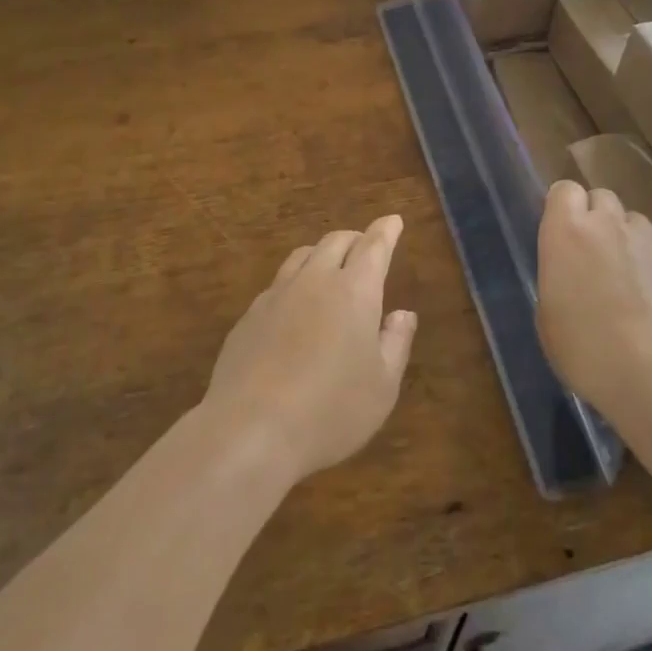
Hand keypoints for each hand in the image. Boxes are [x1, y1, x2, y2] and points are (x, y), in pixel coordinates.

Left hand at [202, 215, 417, 485]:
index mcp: (354, 291)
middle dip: (354, 239)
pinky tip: (295, 308)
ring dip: (321, 254)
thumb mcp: (382, 386)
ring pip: (301, 257)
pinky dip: (295, 283)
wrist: (251, 430)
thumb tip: (403, 313)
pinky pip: (277, 285)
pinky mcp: (248, 317)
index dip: (385, 231)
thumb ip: (396, 343)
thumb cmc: (331, 410)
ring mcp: (276, 296)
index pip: (373, 246)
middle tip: (366, 247)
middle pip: (334, 242)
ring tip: (330, 269)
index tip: (393, 220)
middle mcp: (314, 282)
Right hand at [537, 179, 651, 421]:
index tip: (561, 235)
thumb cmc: (587, 349)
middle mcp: (609, 224)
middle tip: (592, 257)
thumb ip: (558, 275)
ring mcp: (650, 240)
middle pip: (602, 197)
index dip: (563, 208)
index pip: (564, 190)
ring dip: (626, 240)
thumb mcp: (549, 314)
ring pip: (634, 222)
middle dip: (596, 218)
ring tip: (627, 280)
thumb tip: (571, 270)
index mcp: (567, 232)